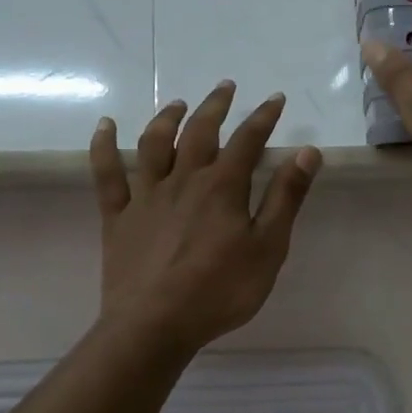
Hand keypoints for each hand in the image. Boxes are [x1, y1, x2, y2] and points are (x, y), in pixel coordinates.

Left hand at [90, 84, 321, 353]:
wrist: (155, 325)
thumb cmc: (220, 291)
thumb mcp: (267, 247)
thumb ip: (286, 198)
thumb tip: (307, 152)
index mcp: (222, 187)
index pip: (248, 140)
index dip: (264, 116)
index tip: (275, 99)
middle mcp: (183, 180)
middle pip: (200, 132)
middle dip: (215, 106)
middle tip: (225, 87)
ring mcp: (146, 196)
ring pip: (154, 144)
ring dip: (167, 118)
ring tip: (178, 104)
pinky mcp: (118, 217)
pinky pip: (107, 174)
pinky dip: (104, 146)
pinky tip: (105, 125)